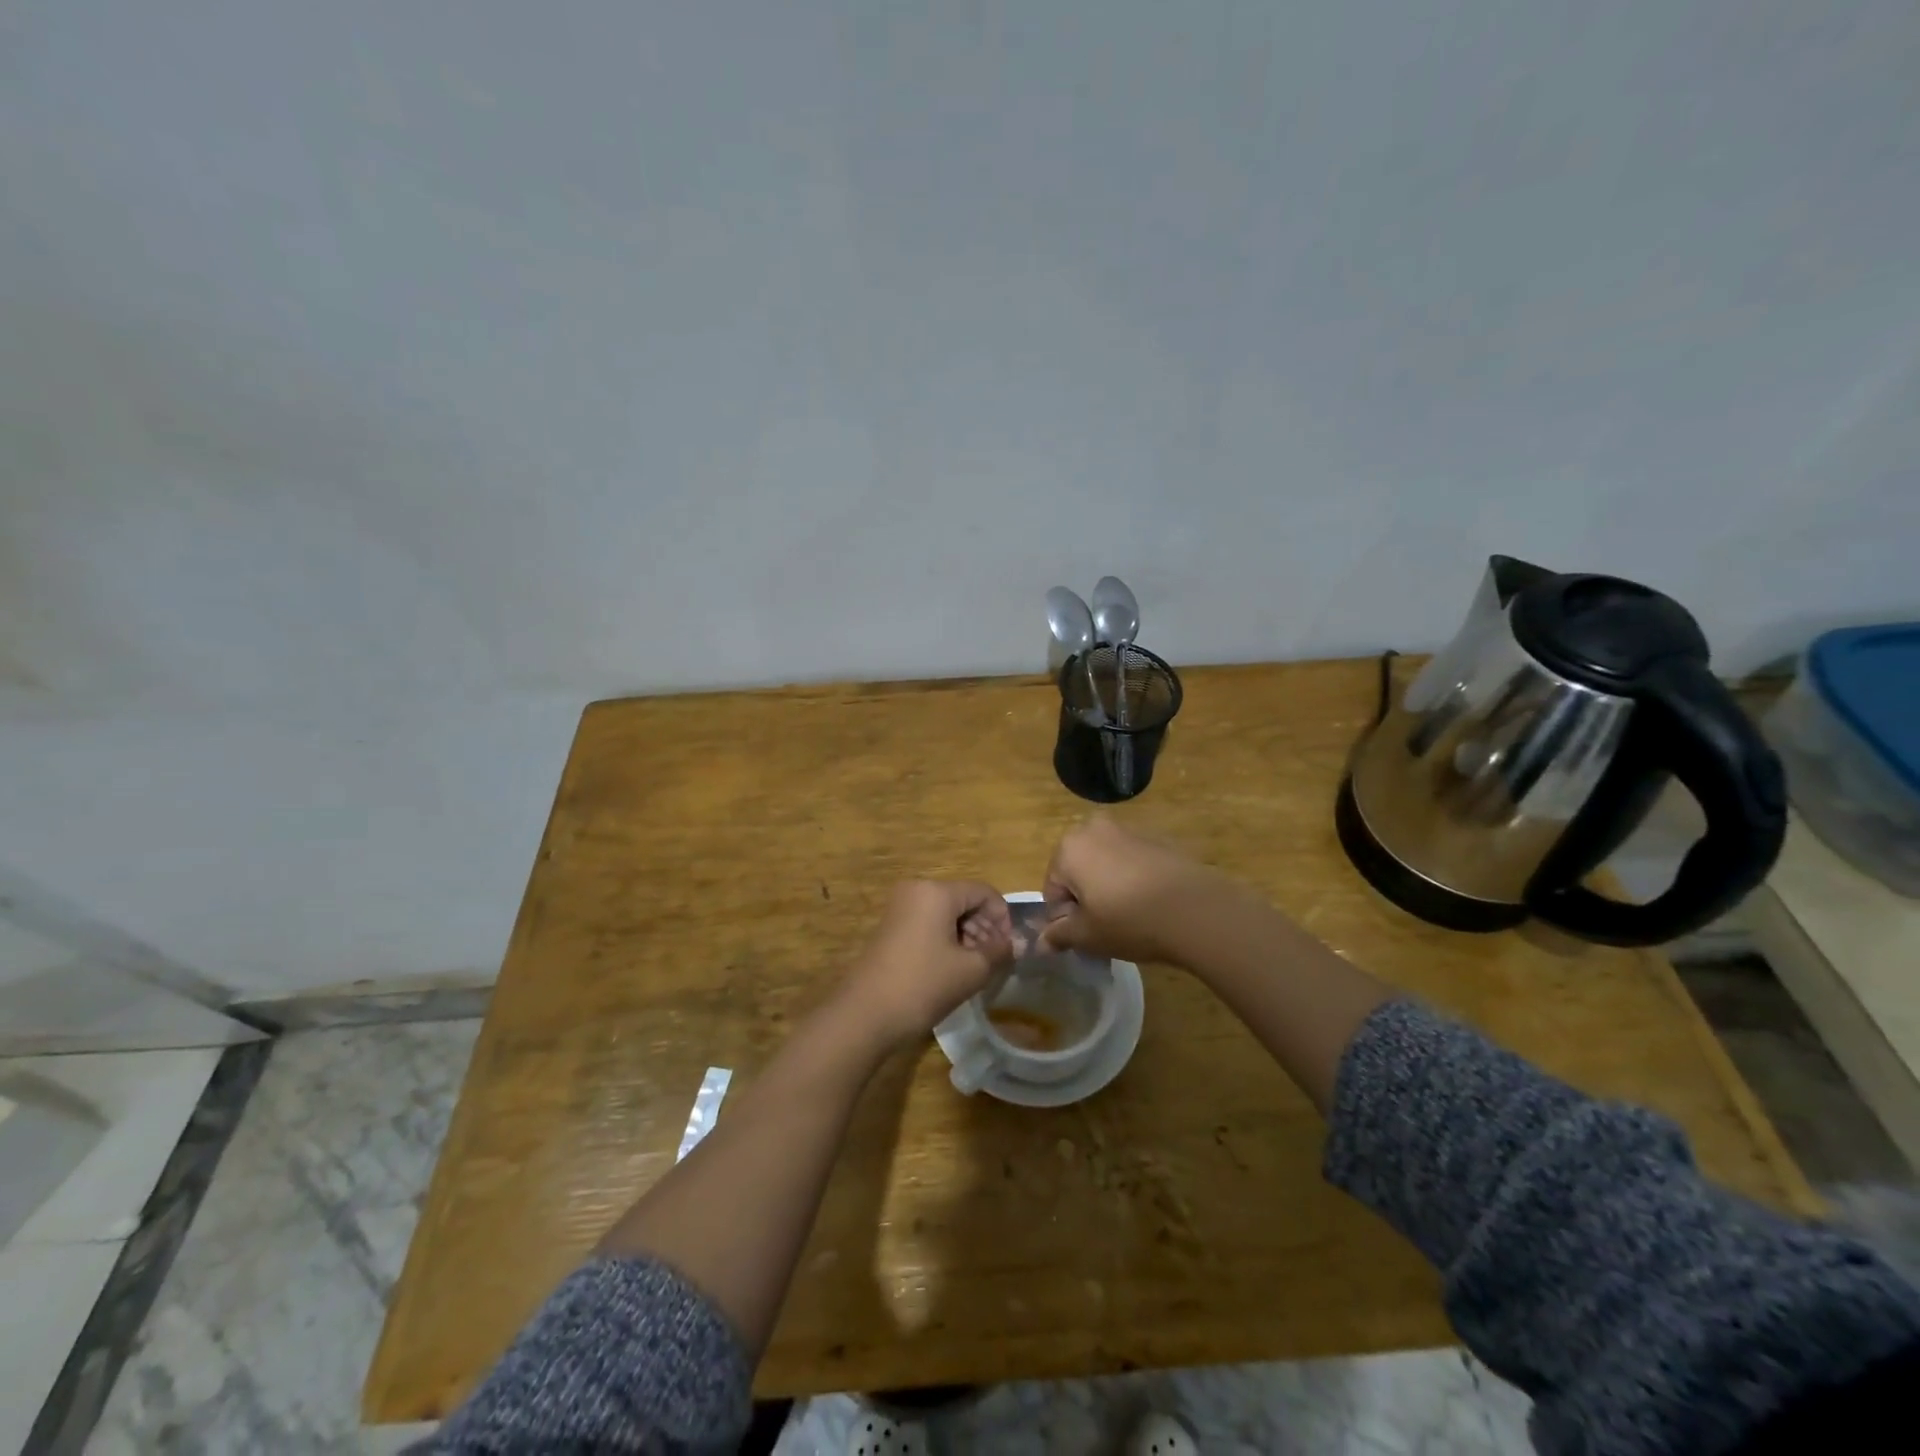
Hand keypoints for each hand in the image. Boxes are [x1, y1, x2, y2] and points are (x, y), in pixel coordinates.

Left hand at [837, 881, 1012, 1050]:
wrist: (866, 1013)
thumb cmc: (923, 985)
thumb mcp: (971, 970)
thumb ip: (998, 951)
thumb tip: (1013, 943)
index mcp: (937, 891)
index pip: (983, 892)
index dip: (1003, 918)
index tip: (1010, 948)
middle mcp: (917, 890)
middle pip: (963, 900)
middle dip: (984, 927)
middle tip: (995, 960)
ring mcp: (900, 907)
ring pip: (946, 912)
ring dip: (966, 935)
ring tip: (976, 967)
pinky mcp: (890, 927)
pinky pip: (928, 923)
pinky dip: (946, 939)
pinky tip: (953, 968)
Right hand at [1040, 816, 1216, 963]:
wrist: (1196, 910)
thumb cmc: (1129, 921)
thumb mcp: (1087, 936)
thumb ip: (1059, 935)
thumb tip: (1042, 943)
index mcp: (1069, 847)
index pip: (1053, 888)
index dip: (1065, 917)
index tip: (1086, 935)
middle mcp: (1094, 829)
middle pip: (1078, 869)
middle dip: (1086, 896)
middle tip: (1105, 925)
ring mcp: (1128, 830)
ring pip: (1106, 863)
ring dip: (1110, 886)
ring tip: (1131, 917)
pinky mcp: (1157, 838)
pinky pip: (1133, 861)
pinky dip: (1134, 879)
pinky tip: (1151, 904)